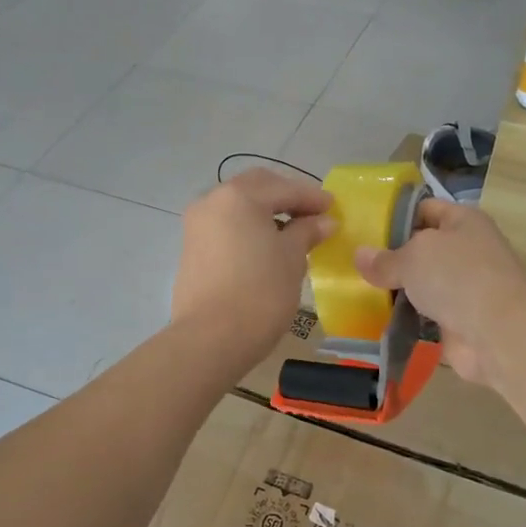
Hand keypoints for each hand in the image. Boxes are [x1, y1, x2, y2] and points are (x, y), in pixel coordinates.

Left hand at [172, 170, 335, 370]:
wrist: (211, 338)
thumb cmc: (260, 293)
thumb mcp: (292, 259)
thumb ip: (306, 232)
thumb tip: (323, 222)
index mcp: (239, 196)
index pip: (284, 188)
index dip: (313, 197)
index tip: (334, 208)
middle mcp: (212, 201)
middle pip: (256, 188)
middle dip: (285, 197)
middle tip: (313, 214)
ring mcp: (197, 225)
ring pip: (237, 206)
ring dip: (265, 212)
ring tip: (292, 232)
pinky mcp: (191, 249)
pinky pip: (226, 226)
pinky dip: (247, 227)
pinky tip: (267, 245)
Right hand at [353, 200, 525, 385]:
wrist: (497, 332)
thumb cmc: (457, 277)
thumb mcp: (413, 257)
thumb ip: (384, 259)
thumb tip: (359, 255)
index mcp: (463, 222)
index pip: (425, 209)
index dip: (396, 216)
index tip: (363, 228)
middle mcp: (467, 250)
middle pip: (422, 248)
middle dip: (392, 256)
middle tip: (354, 262)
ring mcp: (465, 287)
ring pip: (422, 283)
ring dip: (398, 289)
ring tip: (358, 290)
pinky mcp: (459, 319)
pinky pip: (425, 313)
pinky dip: (406, 316)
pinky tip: (377, 317)